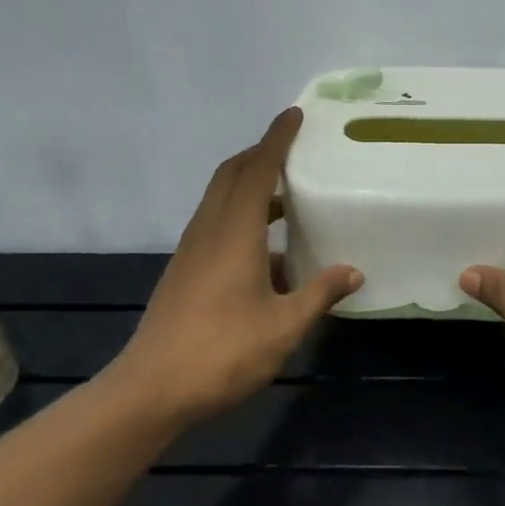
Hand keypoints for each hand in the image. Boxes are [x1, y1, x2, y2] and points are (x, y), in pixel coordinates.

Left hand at [111, 108, 361, 426]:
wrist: (151, 390)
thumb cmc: (222, 353)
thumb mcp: (283, 326)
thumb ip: (319, 294)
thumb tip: (353, 271)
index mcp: (234, 233)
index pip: (257, 170)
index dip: (276, 140)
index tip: (293, 115)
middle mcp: (209, 231)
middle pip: (231, 175)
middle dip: (260, 155)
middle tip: (292, 150)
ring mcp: (191, 252)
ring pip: (220, 200)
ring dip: (249, 186)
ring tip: (287, 198)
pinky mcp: (184, 272)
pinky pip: (215, 226)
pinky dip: (240, 218)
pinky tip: (268, 254)